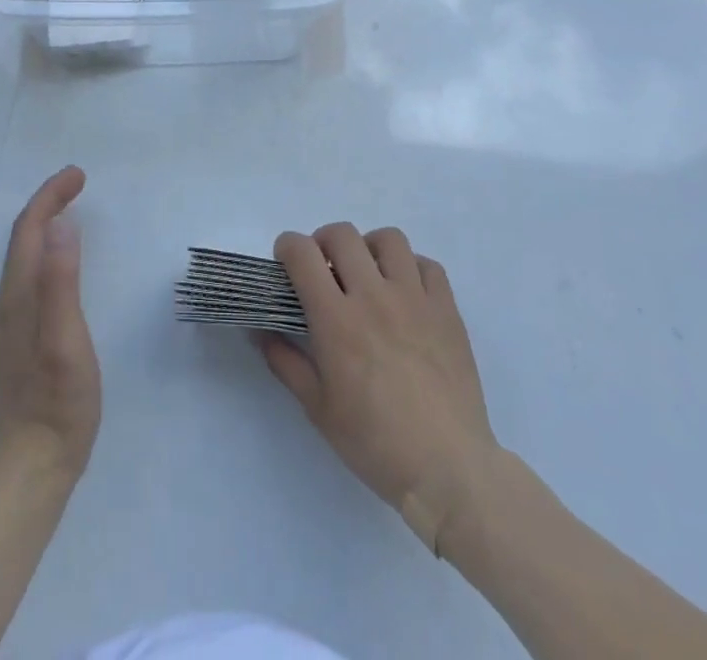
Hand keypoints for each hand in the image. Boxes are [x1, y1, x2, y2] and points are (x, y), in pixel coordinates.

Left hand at [0, 167, 100, 480]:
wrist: (35, 465)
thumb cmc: (59, 402)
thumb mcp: (66, 339)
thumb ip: (61, 282)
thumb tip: (60, 225)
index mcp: (19, 295)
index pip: (29, 229)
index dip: (50, 195)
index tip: (78, 174)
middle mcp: (8, 300)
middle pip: (23, 236)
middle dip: (47, 201)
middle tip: (77, 181)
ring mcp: (11, 319)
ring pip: (24, 253)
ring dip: (44, 221)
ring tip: (69, 205)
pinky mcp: (20, 334)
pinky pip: (29, 271)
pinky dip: (44, 246)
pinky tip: (59, 255)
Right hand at [260, 223, 499, 548]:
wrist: (448, 470)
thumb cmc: (375, 443)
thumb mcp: (317, 408)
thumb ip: (284, 361)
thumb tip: (258, 330)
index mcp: (336, 319)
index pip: (302, 254)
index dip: (287, 247)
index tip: (286, 263)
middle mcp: (374, 296)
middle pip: (342, 235)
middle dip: (323, 242)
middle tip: (324, 270)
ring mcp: (415, 299)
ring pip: (388, 239)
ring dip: (369, 248)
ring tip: (367, 274)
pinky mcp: (447, 310)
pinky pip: (428, 265)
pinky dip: (411, 268)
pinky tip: (405, 293)